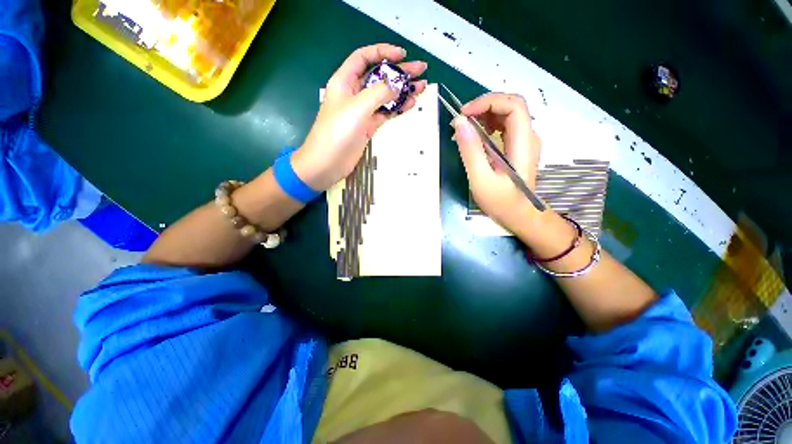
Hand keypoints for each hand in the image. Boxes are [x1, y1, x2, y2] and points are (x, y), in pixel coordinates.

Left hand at [293, 44, 427, 190]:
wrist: (327, 163)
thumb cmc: (337, 132)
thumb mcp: (358, 108)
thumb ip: (379, 93)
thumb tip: (398, 85)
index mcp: (345, 81)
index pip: (364, 58)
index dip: (383, 52)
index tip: (403, 55)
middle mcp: (354, 93)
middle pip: (378, 76)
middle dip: (399, 72)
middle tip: (421, 70)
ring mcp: (362, 111)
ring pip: (384, 96)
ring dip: (402, 91)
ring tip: (421, 88)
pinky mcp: (368, 126)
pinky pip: (385, 113)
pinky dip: (397, 108)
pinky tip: (410, 104)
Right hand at [452, 93, 542, 233]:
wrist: (520, 216)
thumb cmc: (501, 202)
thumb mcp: (481, 180)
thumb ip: (471, 151)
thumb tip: (460, 123)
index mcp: (523, 143)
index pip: (513, 105)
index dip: (488, 102)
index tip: (464, 113)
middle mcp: (528, 137)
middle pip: (510, 105)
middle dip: (484, 106)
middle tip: (461, 119)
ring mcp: (524, 141)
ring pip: (507, 114)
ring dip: (484, 115)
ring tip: (464, 127)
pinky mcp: (517, 147)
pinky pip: (504, 126)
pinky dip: (487, 125)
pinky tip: (474, 135)